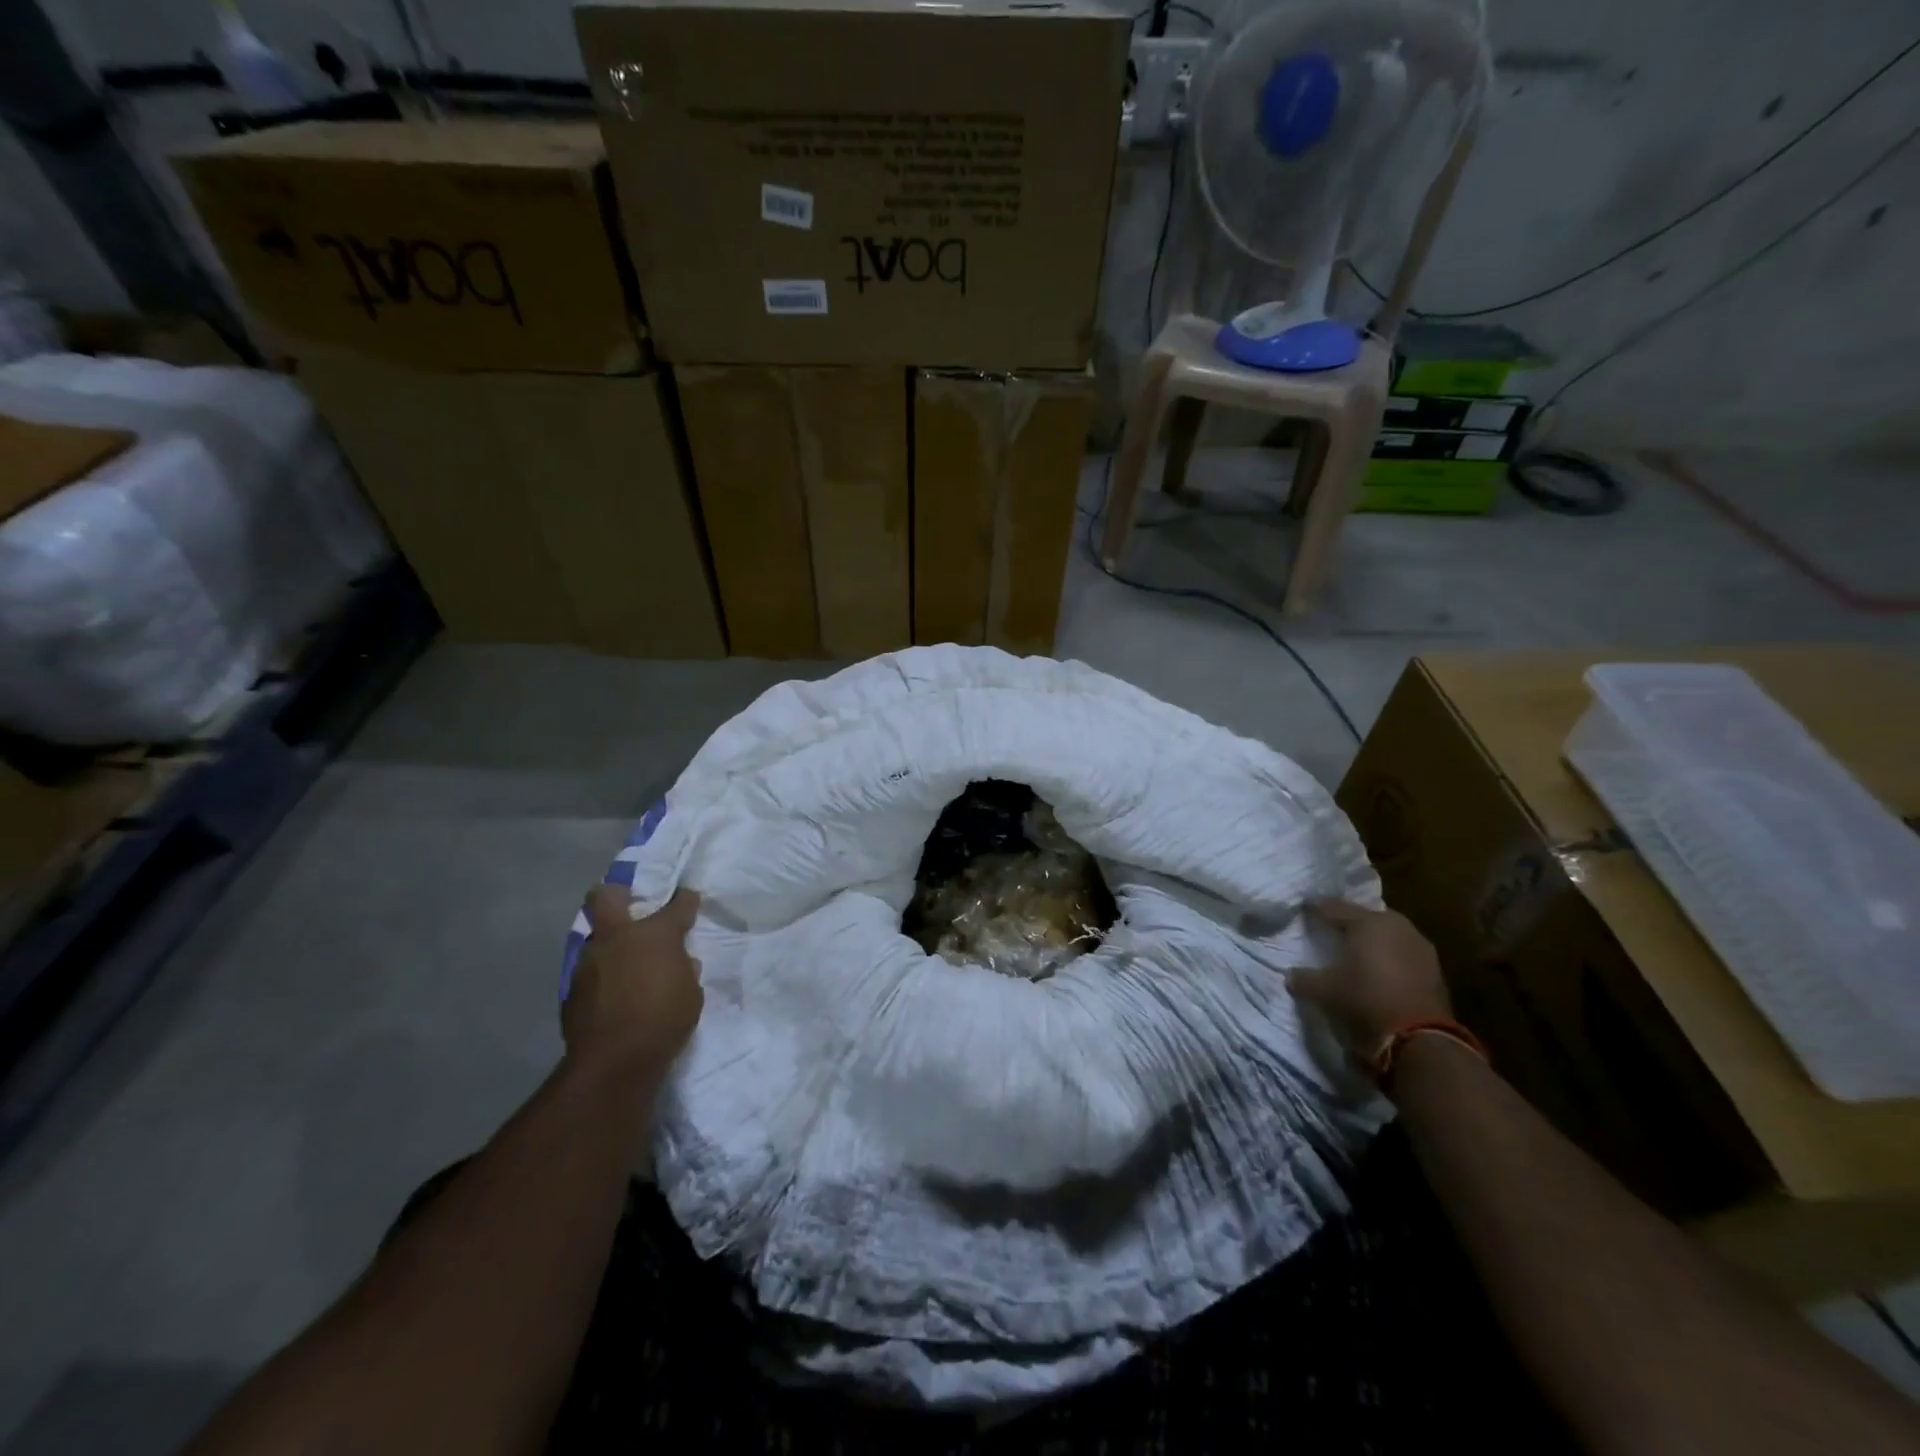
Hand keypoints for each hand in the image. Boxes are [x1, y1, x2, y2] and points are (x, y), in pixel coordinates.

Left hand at [563, 886, 703, 1083]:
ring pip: (597, 936)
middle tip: (631, 902)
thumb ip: (684, 970)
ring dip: (611, 943)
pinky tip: (614, 990)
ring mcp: (590, 960)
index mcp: (655, 934)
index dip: (685, 900)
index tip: (689, 899)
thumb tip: (679, 962)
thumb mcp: (691, 993)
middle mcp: (618, 937)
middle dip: (618, 893)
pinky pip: (591, 969)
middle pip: (606, 896)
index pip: (677, 904)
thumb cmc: (665, 1020)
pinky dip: (603, 973)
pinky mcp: (572, 987)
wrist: (614, 1061)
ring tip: (626, 961)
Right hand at [1289, 898, 1450, 1055]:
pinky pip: (1404, 952)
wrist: (1421, 1038)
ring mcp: (1420, 946)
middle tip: (1332, 926)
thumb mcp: (1325, 991)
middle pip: (1366, 916)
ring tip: (1357, 948)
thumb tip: (1291, 975)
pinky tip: (1380, 969)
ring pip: (1388, 933)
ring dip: (1373, 938)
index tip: (1304, 906)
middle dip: (1349, 919)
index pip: (1334, 908)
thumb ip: (1305, 979)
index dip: (1316, 907)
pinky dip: (1389, 956)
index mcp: (1367, 923)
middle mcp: (1396, 926)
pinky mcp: (1435, 969)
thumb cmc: (1366, 1000)